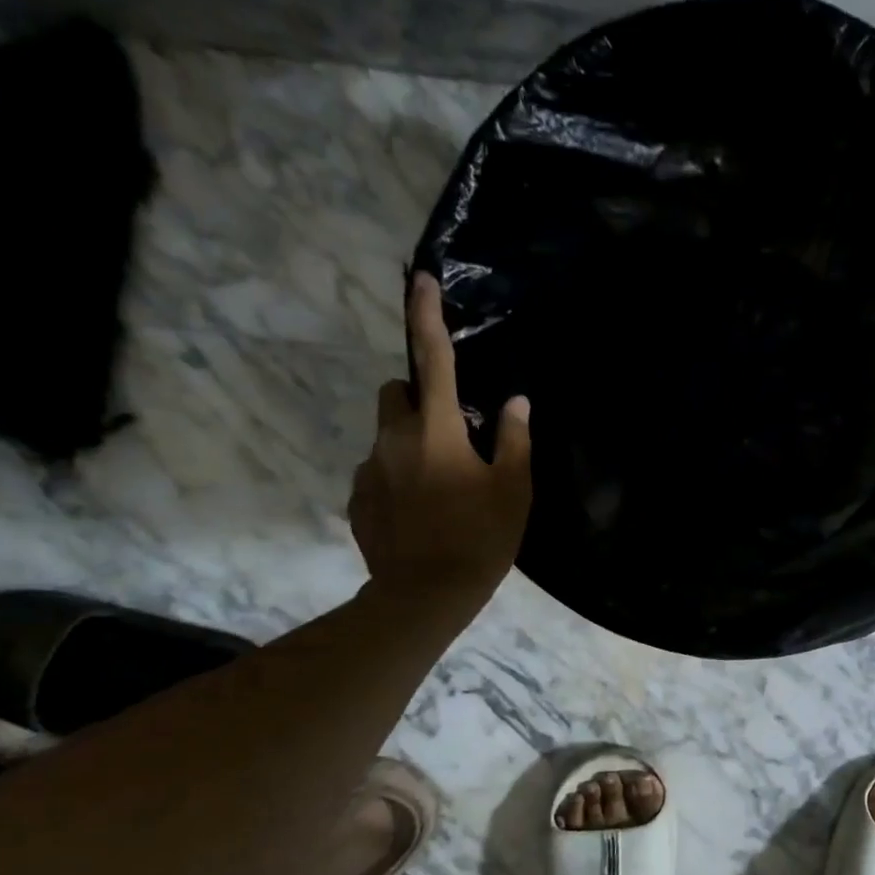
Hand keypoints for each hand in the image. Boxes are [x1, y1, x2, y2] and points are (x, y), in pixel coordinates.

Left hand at [348, 273, 531, 599]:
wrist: (426, 595)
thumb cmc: (481, 539)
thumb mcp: (514, 490)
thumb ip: (514, 440)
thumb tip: (515, 402)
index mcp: (437, 430)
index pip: (431, 360)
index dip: (426, 316)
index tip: (419, 279)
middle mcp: (394, 439)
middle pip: (395, 392)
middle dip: (417, 396)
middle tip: (451, 431)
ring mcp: (371, 469)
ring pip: (386, 434)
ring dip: (410, 441)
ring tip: (440, 485)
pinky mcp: (359, 499)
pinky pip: (379, 472)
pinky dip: (398, 478)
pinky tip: (421, 513)